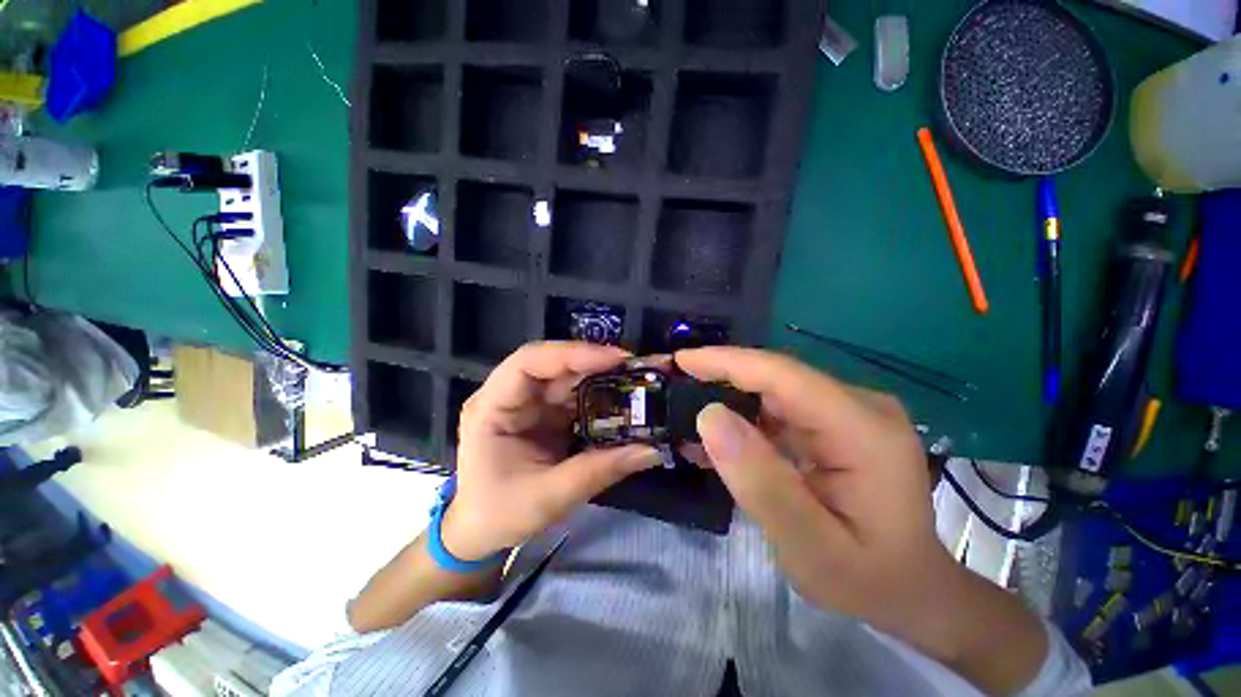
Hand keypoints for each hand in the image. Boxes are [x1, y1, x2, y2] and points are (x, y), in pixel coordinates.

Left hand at [443, 342, 661, 560]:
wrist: (479, 533)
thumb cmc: (499, 514)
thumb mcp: (548, 497)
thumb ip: (600, 470)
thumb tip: (652, 450)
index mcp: (492, 406)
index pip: (529, 362)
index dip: (572, 353)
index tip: (614, 359)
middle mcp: (509, 395)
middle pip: (554, 364)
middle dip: (595, 362)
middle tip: (634, 367)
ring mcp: (529, 403)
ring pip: (568, 378)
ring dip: (602, 378)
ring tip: (636, 381)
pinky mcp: (545, 414)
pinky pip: (576, 397)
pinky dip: (600, 397)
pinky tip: (623, 401)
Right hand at [676, 347, 956, 633]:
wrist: (910, 588)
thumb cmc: (866, 578)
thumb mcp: (809, 549)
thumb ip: (760, 483)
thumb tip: (709, 416)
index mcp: (864, 431)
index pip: (783, 376)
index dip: (727, 362)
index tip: (681, 361)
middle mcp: (860, 406)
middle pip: (776, 378)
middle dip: (721, 378)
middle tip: (674, 390)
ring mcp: (849, 411)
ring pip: (773, 390)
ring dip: (730, 400)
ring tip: (688, 418)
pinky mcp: (836, 421)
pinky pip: (780, 408)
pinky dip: (745, 419)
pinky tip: (720, 438)